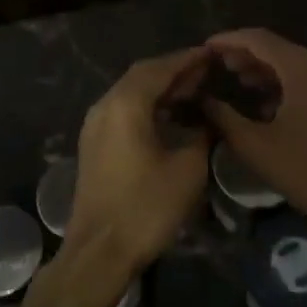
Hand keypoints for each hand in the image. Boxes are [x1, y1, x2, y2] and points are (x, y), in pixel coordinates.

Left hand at [66, 49, 214, 273]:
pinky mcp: (94, 144)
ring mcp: (95, 125)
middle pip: (142, 76)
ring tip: (194, 92)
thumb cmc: (146, 208)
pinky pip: (123, 111)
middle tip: (207, 72)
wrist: (99, 252)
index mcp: (125, 104)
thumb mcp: (188, 169)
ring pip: (131, 93)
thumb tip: (208, 119)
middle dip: (174, 71)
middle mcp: (105, 106)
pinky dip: (148, 106)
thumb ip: (201, 134)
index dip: (188, 60)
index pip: (160, 68)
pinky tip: (171, 117)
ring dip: (161, 89)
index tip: (212, 54)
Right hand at [201, 29, 306, 237]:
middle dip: (247, 55)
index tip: (205, 47)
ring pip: (297, 64)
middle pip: (279, 48)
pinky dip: (288, 83)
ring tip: (240, 82)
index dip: (229, 40)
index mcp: (305, 68)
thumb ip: (224, 117)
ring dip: (267, 71)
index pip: (259, 39)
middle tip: (219, 66)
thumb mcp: (256, 147)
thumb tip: (203, 99)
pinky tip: (270, 105)